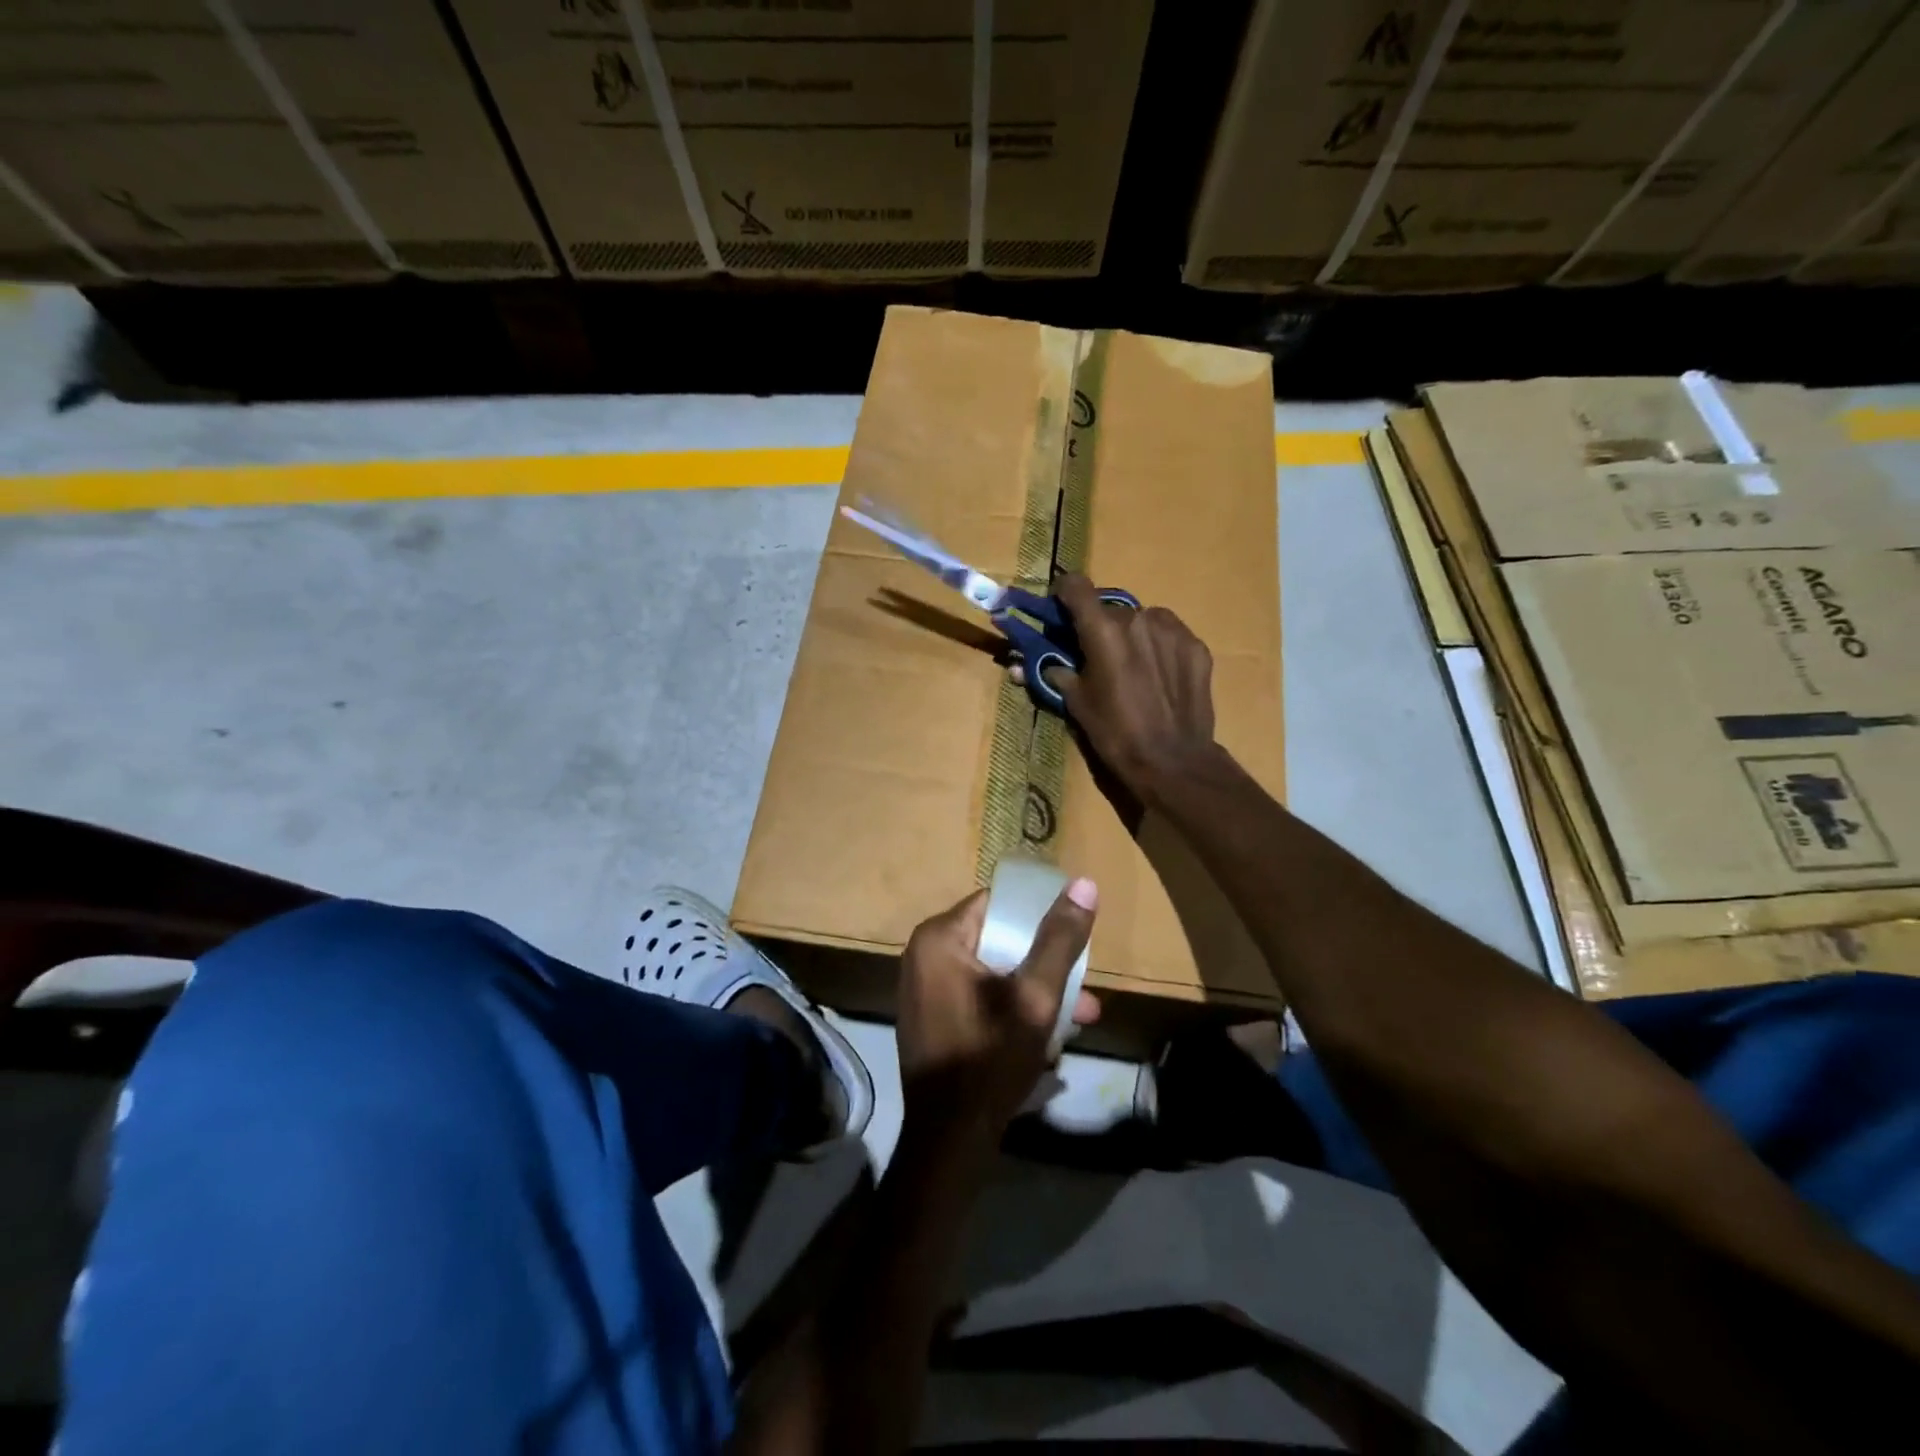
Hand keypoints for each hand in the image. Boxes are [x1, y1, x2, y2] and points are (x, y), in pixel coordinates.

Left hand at [895, 881, 1099, 1157]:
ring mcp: (924, 987)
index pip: (997, 903)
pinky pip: (977, 994)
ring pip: (992, 971)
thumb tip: (1083, 883)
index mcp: (940, 938)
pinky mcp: (931, 1015)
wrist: (949, 1140)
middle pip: (997, 939)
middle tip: (1083, 989)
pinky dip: (1009, 1007)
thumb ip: (1059, 940)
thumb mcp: (1035, 998)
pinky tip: (1046, 1035)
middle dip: (1044, 964)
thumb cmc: (990, 1059)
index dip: (1039, 916)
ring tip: (1080, 1016)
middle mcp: (923, 954)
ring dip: (1034, 991)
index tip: (1072, 939)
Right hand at [1049, 573, 1218, 802]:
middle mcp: (1138, 618)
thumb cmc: (1116, 734)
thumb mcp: (1076, 705)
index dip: (1064, 593)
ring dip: (1130, 634)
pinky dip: (1158, 646)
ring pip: (1141, 619)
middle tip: (1096, 654)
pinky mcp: (1195, 645)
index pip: (1076, 586)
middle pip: (1109, 608)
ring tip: (1131, 666)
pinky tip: (1159, 676)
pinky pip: (1168, 634)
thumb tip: (1025, 665)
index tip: (1060, 609)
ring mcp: (1172, 630)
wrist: (1174, 761)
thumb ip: (1055, 673)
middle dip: (1098, 626)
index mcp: (1103, 631)